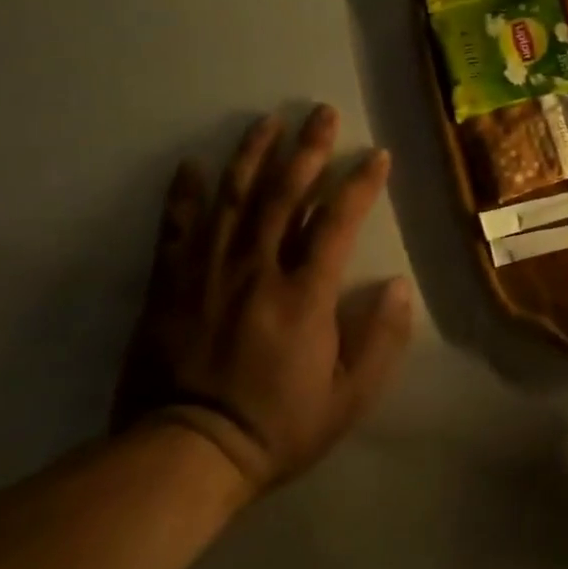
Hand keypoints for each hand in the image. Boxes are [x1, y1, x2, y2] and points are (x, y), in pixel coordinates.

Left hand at [113, 106, 413, 497]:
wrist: (183, 456)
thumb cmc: (277, 426)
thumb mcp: (349, 397)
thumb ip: (381, 339)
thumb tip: (399, 286)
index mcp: (305, 294)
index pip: (338, 221)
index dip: (361, 183)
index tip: (377, 155)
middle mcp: (257, 270)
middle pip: (285, 194)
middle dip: (308, 149)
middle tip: (322, 112)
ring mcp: (207, 274)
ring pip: (233, 199)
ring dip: (253, 155)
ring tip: (268, 120)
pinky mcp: (168, 286)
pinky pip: (177, 229)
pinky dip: (184, 195)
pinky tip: (191, 164)